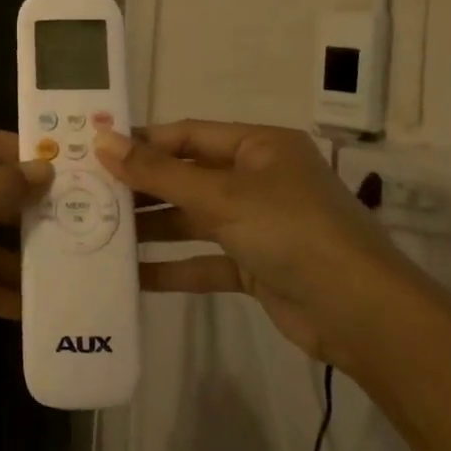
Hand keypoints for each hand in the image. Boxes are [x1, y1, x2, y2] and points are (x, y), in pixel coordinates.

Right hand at [94, 121, 417, 364]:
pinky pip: (205, 260)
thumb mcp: (222, 197)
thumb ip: (160, 173)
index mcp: (259, 147)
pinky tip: (133, 277)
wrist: (362, 315)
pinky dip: (174, 267)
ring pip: (193, 219)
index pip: (189, 134)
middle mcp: (259, 180)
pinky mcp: (256, 266)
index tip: (95, 151)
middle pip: (188, 176)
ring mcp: (258, 225)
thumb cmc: (292, 233)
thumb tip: (103, 142)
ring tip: (99, 232)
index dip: (142, 142)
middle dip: (142, 187)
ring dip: (152, 228)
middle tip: (88, 194)